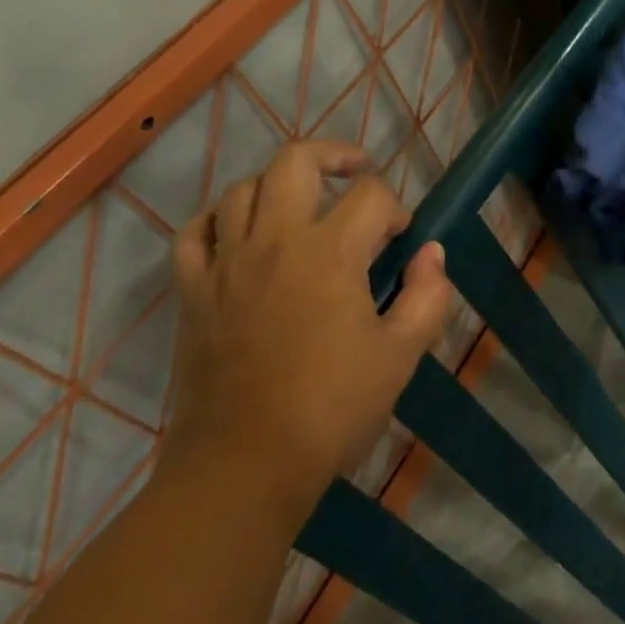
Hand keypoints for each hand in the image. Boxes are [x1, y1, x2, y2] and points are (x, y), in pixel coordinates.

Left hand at [164, 140, 454, 493]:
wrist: (244, 468)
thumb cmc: (331, 409)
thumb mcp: (401, 355)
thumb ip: (428, 296)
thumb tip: (431, 254)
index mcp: (330, 252)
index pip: (371, 196)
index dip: (395, 210)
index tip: (401, 242)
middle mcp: (275, 240)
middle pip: (297, 160)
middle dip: (335, 156)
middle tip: (357, 173)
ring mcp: (226, 263)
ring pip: (243, 187)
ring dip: (278, 184)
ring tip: (301, 204)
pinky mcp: (193, 291)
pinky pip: (196, 233)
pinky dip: (218, 220)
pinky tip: (239, 232)